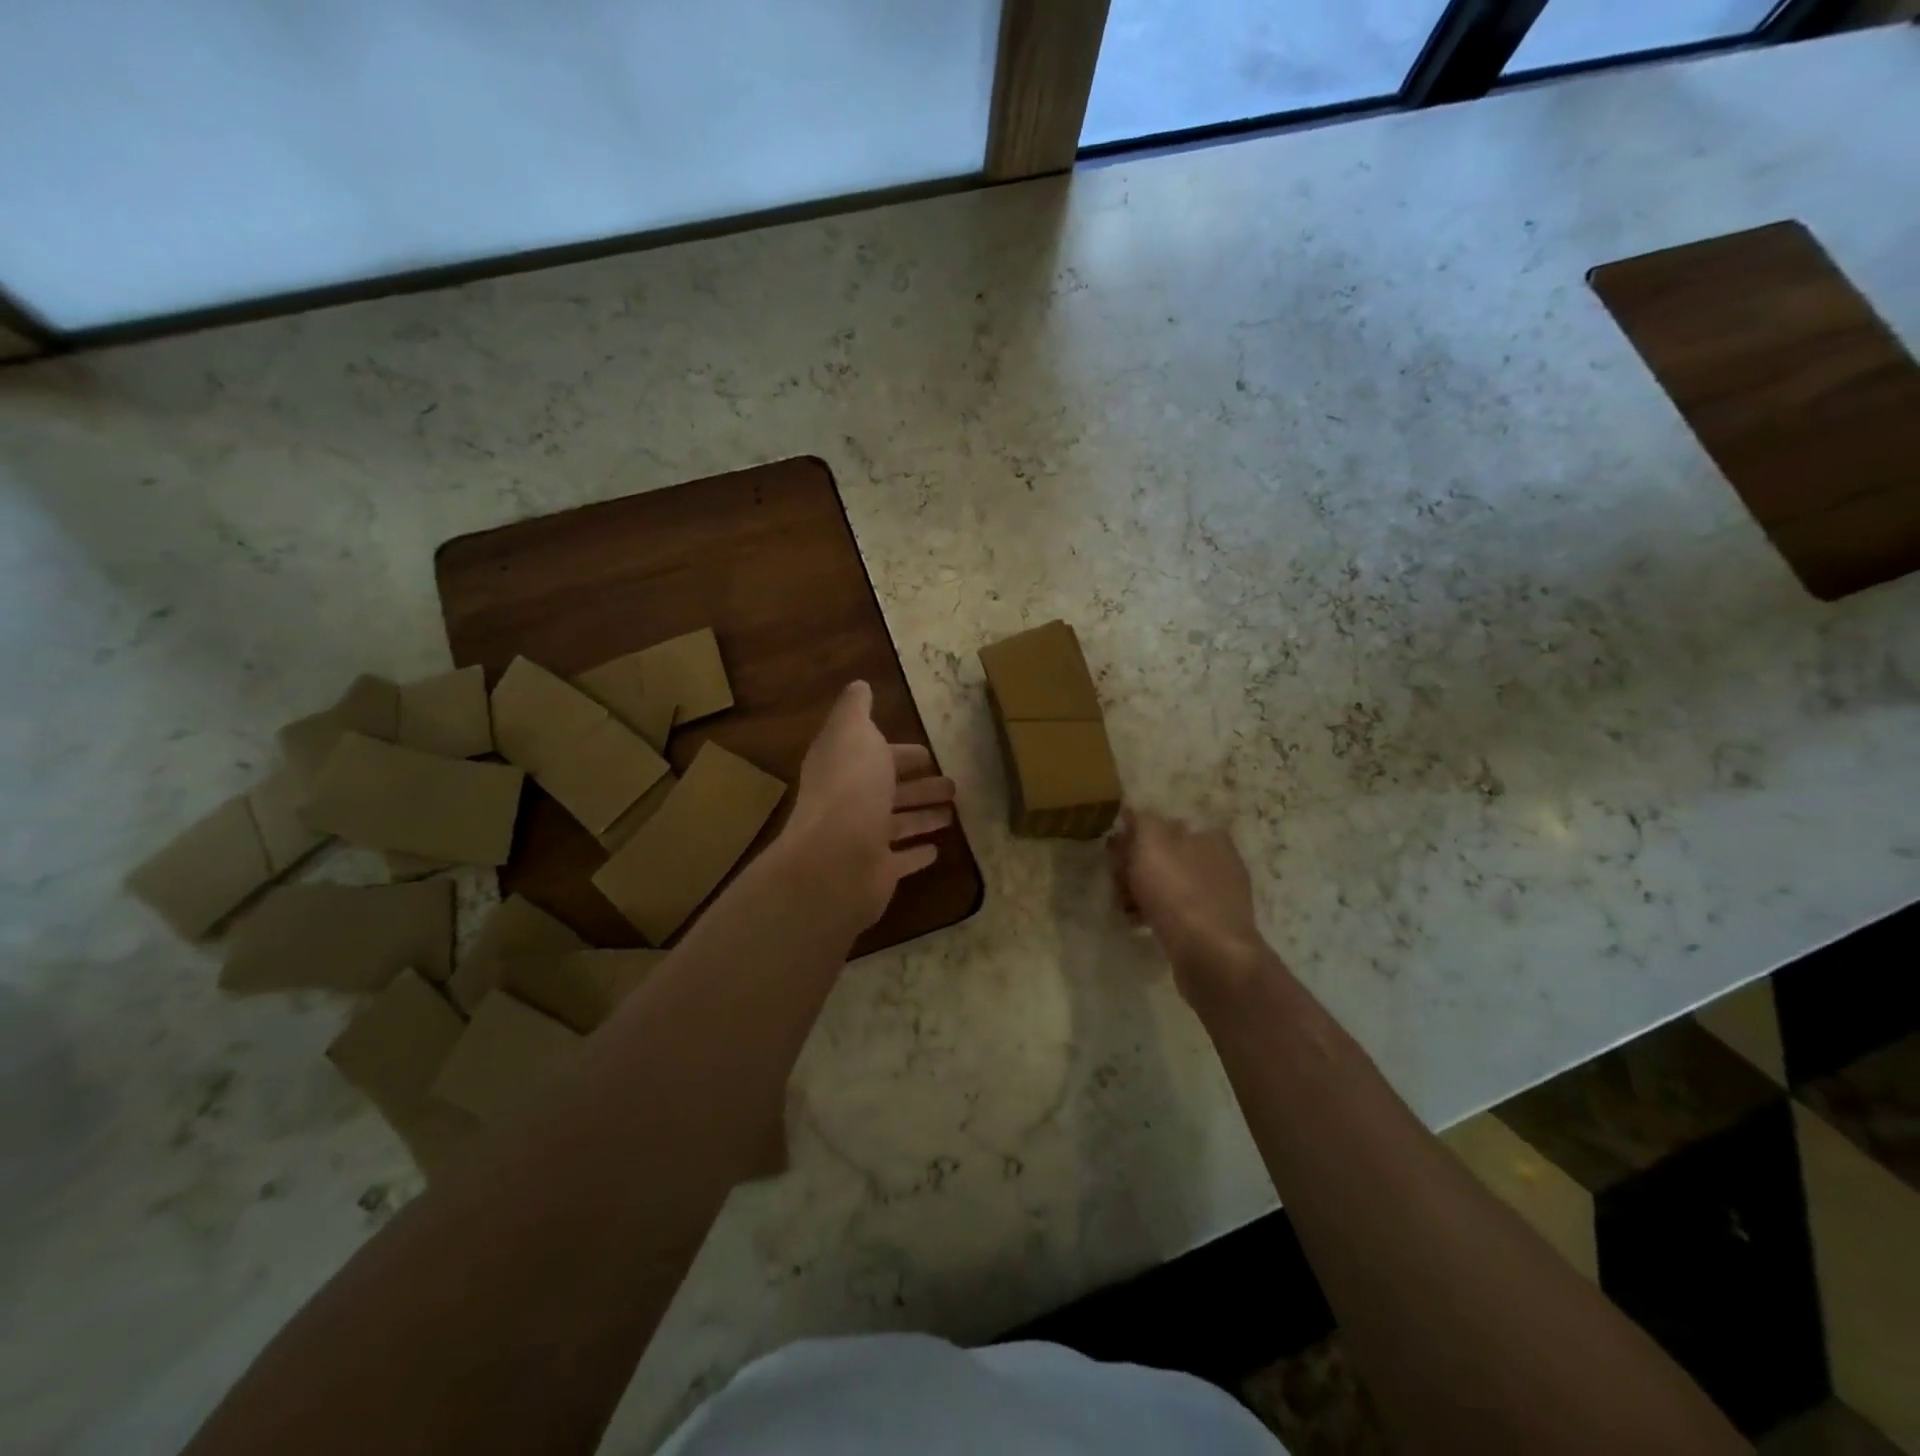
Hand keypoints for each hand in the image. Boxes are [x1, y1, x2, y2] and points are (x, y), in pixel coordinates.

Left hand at [779, 681, 956, 929]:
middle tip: (953, 785)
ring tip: (954, 812)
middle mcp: (850, 803)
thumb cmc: (851, 788)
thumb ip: (856, 709)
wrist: (836, 859)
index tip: (929, 753)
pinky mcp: (878, 872)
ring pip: (898, 824)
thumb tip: (859, 685)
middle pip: (889, 790)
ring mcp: (863, 840)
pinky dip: (917, 854)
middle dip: (919, 786)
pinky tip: (937, 849)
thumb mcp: (853, 732)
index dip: (900, 753)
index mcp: (844, 767)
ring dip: (923, 816)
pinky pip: (902, 861)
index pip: (875, 756)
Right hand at [1108, 807, 1276, 1007]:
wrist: (1211, 955)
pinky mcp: (1212, 926)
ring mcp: (1218, 895)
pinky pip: (1175, 912)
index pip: (1162, 825)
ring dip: (1140, 893)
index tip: (1113, 855)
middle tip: (1116, 884)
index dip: (1133, 838)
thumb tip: (1133, 809)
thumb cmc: (1178, 892)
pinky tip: (1139, 925)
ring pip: (1167, 885)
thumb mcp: (1152, 843)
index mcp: (1208, 835)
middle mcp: (1218, 860)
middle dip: (1134, 867)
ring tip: (1125, 908)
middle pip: (1163, 855)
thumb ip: (1142, 820)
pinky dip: (1155, 914)